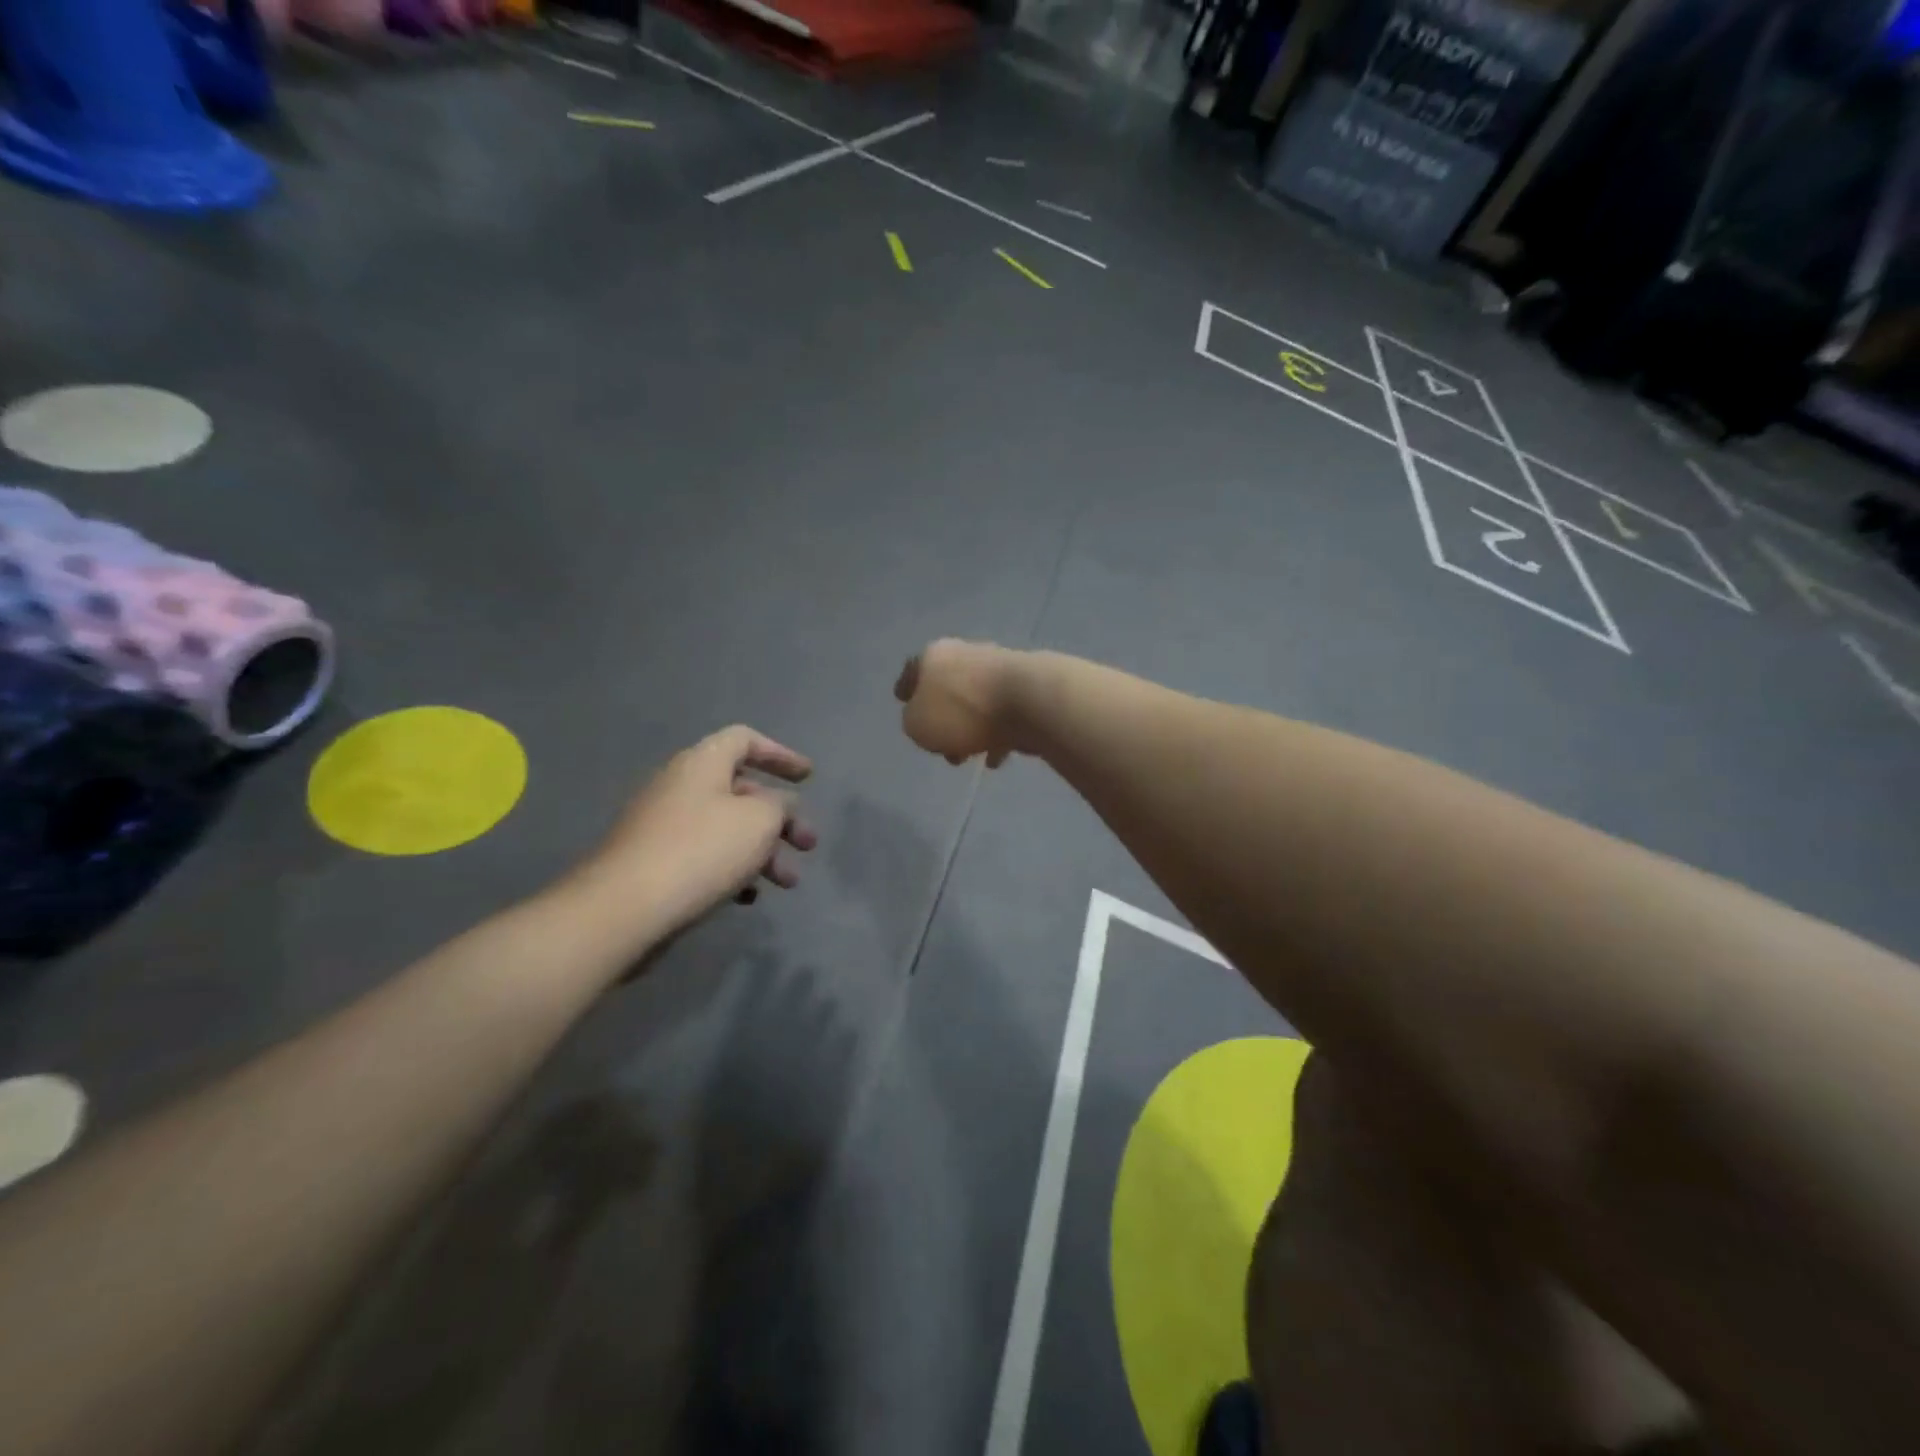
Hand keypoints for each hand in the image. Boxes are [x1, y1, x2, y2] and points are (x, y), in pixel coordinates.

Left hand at [569, 725, 816, 944]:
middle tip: (808, 845)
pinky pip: (704, 857)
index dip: (780, 755)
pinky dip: (733, 871)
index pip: (745, 740)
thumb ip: (780, 806)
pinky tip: (747, 898)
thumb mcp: (759, 821)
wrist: (623, 910)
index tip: (808, 778)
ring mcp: (663, 826)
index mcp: (702, 764)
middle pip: (741, 791)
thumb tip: (778, 806)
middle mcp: (680, 787)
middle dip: (781, 818)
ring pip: (726, 829)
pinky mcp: (654, 864)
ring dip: (763, 851)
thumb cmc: (700, 851)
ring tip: (787, 883)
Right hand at [894, 639, 1026, 767]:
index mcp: (934, 656)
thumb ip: (913, 721)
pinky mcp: (1027, 689)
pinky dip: (996, 736)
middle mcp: (966, 654)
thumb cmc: (963, 712)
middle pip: (947, 689)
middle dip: (941, 720)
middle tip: (939, 747)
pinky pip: (1003, 716)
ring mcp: (999, 669)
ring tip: (968, 758)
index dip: (906, 688)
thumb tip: (925, 718)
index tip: (902, 701)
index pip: (912, 670)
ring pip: (975, 704)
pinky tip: (995, 758)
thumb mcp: (918, 724)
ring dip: (969, 730)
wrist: (1030, 702)